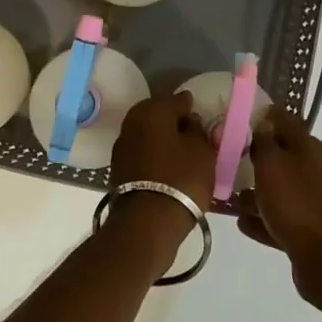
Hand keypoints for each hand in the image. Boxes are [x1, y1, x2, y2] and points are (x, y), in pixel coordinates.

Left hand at [105, 92, 216, 257]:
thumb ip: (198, 131)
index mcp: (154, 110)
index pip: (178, 99)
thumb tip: (190, 122)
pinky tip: (166, 164)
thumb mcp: (202, 153)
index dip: (192, 107)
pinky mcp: (118, 166)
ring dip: (161, 137)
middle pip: (158, 113)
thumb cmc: (180, 180)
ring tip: (180, 151)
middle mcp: (133, 121)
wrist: (146, 222)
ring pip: (147, 132)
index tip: (203, 118)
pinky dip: (153, 152)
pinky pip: (141, 150)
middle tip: (192, 134)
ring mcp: (122, 144)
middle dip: (174, 120)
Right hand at [236, 107, 321, 311]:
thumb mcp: (272, 164)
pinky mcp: (310, 230)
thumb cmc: (296, 203)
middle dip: (255, 157)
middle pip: (281, 156)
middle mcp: (315, 170)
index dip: (261, 116)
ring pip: (280, 190)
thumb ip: (263, 141)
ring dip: (256, 191)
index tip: (235, 118)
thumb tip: (261, 123)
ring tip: (230, 196)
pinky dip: (263, 218)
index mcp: (309, 148)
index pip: (284, 121)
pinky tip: (242, 222)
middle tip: (226, 159)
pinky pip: (281, 218)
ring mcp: (315, 201)